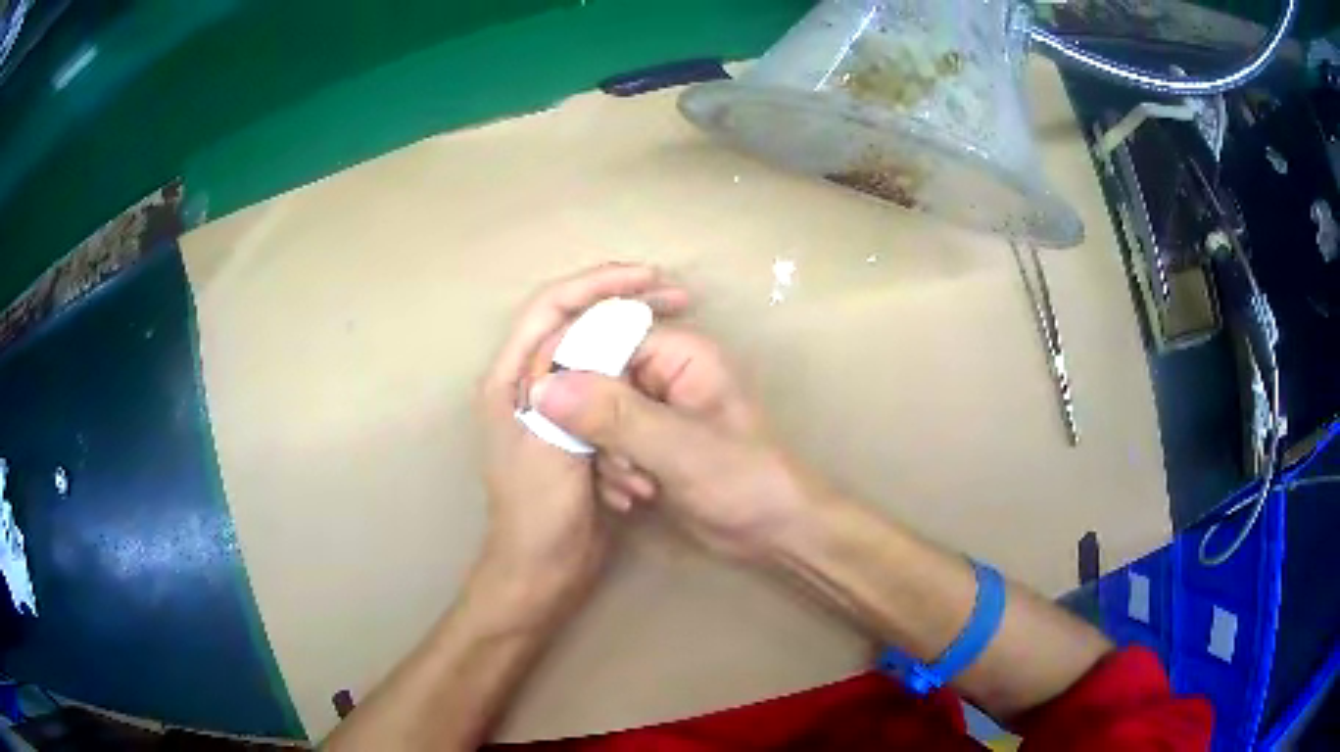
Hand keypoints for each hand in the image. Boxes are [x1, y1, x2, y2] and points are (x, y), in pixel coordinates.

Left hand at [475, 264, 688, 610]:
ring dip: (637, 356)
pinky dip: (636, 399)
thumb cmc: (539, 514)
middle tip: (677, 297)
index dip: (599, 283)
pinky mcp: (580, 429)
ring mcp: (556, 405)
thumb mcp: (556, 444)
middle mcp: (529, 382)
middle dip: (626, 308)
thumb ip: (576, 385)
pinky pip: (612, 395)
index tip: (651, 278)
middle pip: (578, 323)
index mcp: (509, 378)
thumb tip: (605, 327)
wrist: (544, 571)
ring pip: (601, 357)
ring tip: (678, 344)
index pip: (551, 306)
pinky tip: (658, 409)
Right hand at [530, 326, 828, 560]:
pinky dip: (611, 471)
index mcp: (680, 353)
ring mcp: (653, 410)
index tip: (549, 408)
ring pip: (595, 416)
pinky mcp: (647, 443)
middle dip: (594, 426)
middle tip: (621, 464)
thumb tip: (543, 388)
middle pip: (595, 377)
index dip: (574, 368)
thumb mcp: (678, 448)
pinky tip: (632, 498)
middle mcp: (663, 373)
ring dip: (605, 457)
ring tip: (637, 487)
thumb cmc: (743, 481)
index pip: (605, 335)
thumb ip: (613, 416)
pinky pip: (606, 444)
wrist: (774, 532)